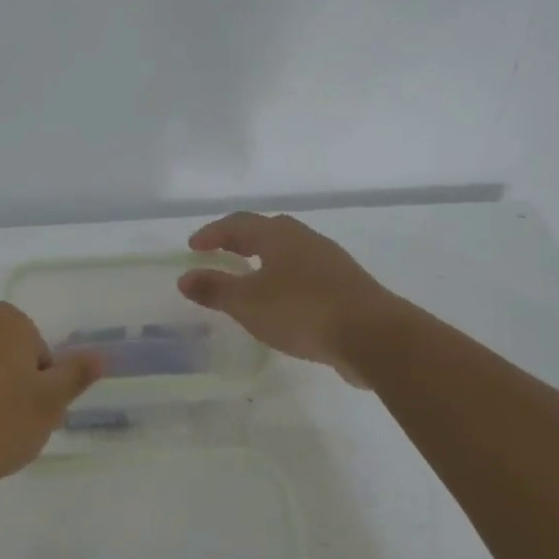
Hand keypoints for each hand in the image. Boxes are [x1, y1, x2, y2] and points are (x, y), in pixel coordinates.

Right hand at [177, 213, 399, 386]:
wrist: (373, 336)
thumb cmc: (302, 311)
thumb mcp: (248, 303)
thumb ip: (215, 289)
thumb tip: (184, 277)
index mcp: (279, 235)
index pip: (238, 223)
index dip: (213, 233)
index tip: (193, 247)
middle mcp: (305, 239)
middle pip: (267, 231)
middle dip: (240, 240)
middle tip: (220, 255)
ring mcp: (330, 261)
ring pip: (289, 252)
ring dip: (264, 260)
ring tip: (248, 279)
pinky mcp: (346, 286)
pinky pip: (305, 273)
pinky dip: (284, 279)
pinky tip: (282, 302)